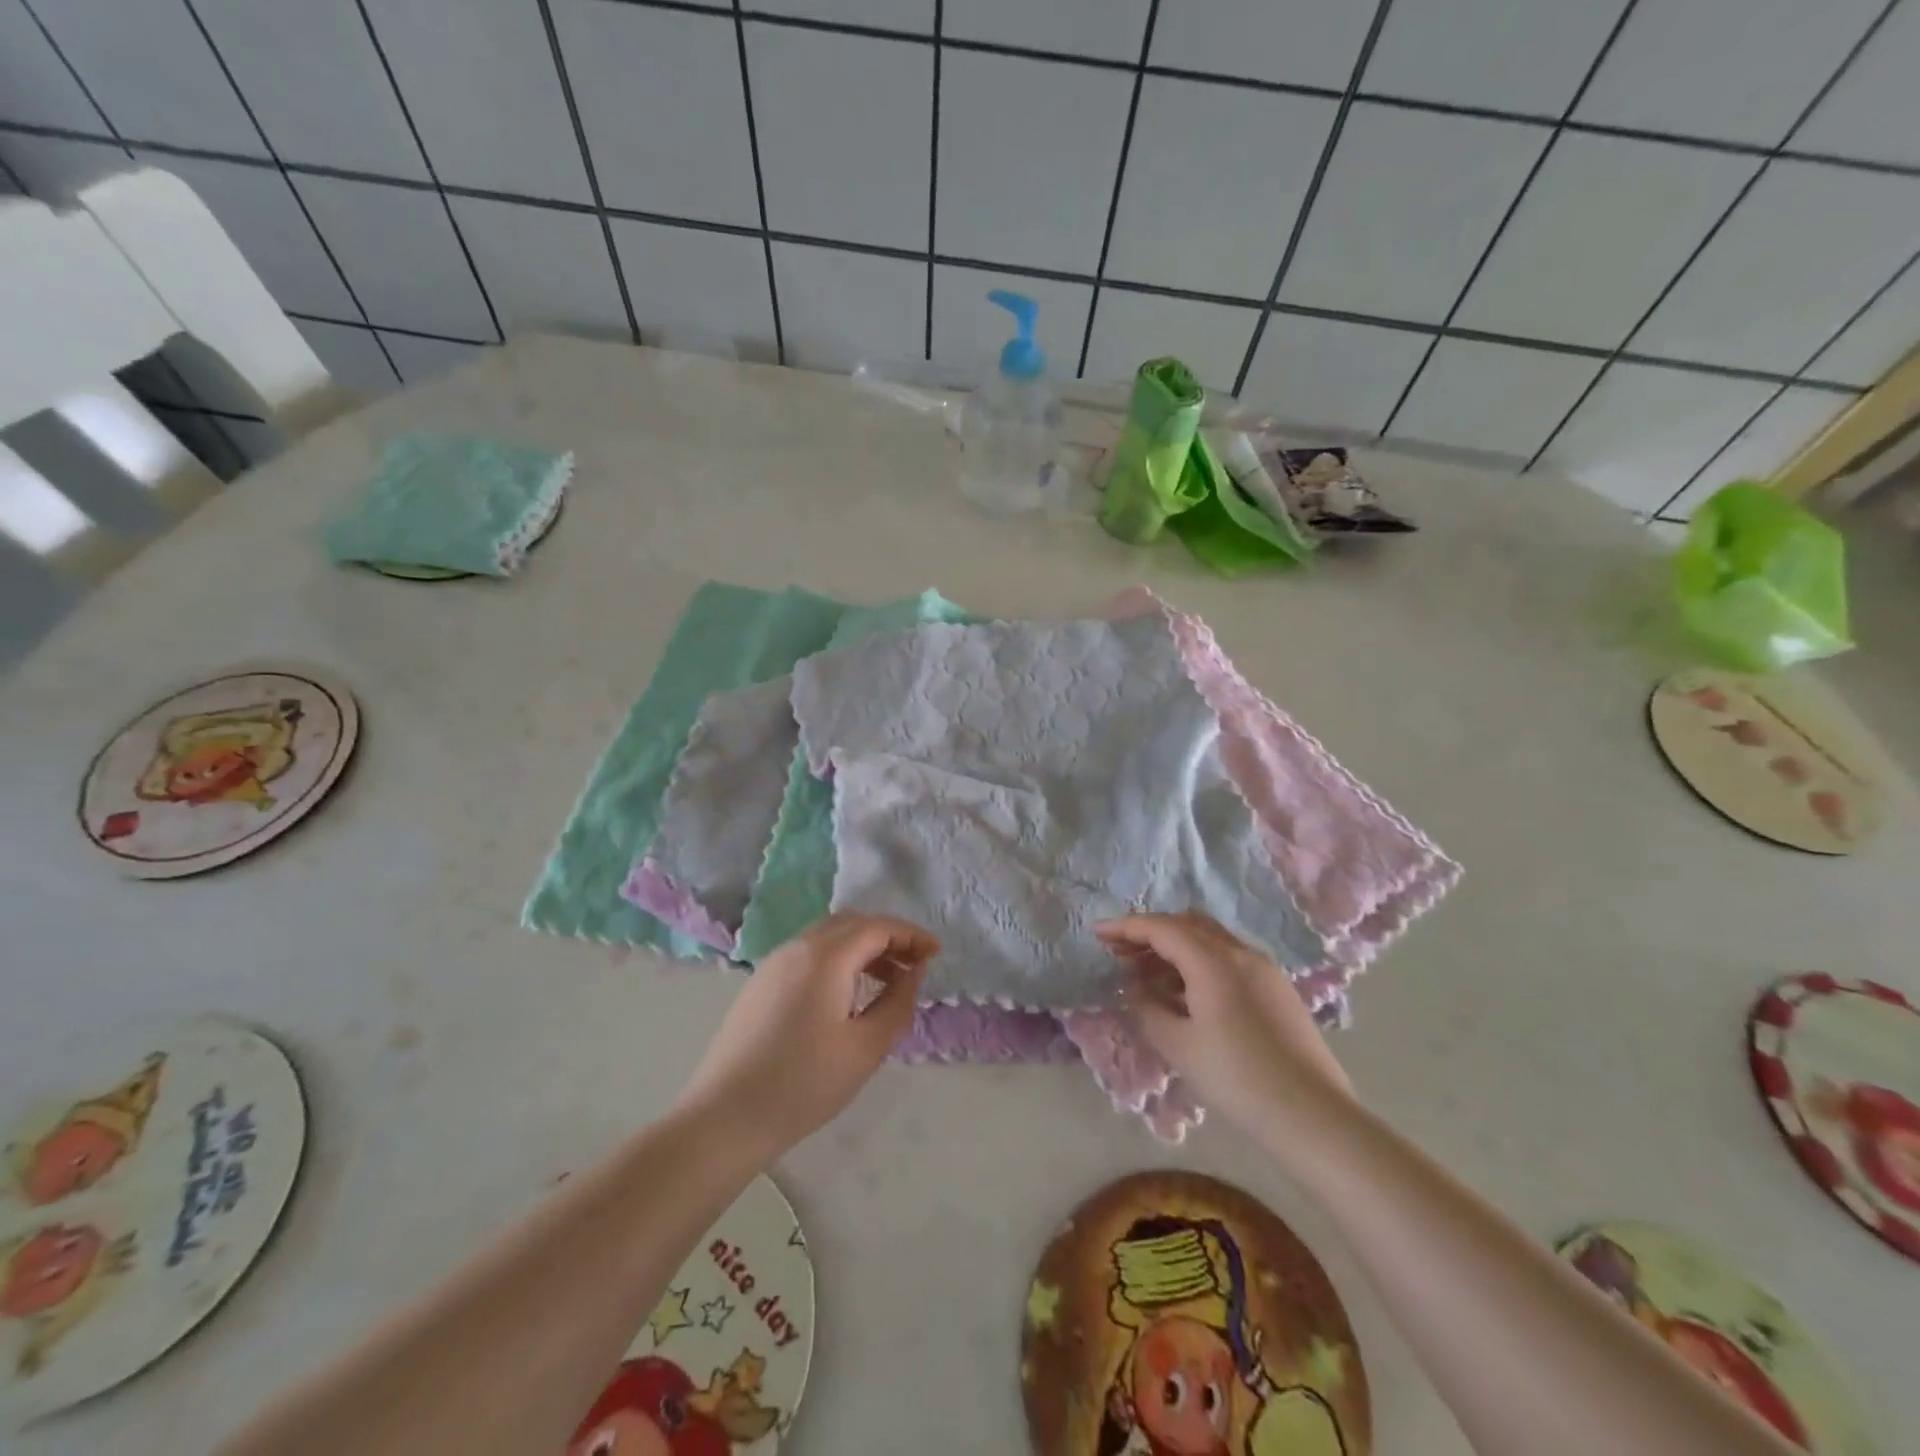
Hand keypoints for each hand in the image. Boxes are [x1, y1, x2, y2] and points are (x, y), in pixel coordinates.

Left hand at [674, 913, 936, 1156]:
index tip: (936, 954)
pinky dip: (837, 960)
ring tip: (886, 982)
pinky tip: (846, 996)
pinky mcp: (760, 983)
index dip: (912, 935)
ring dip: (862, 948)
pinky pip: (808, 954)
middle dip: (888, 937)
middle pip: (852, 923)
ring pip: (828, 936)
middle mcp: (798, 947)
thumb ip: (898, 1002)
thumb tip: (913, 972)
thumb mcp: (866, 1048)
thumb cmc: (803, 1084)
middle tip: (914, 966)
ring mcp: (774, 963)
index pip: (878, 926)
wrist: (725, 1117)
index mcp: (825, 956)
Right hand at [1096, 912, 1352, 1131]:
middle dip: (1150, 933)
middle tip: (1121, 953)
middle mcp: (1240, 953)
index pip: (1161, 927)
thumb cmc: (1237, 1079)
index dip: (1125, 927)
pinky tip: (1186, 993)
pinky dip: (1199, 962)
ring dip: (1175, 948)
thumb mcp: (1178, 1045)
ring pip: (1210, 940)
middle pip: (1187, 924)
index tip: (1097, 934)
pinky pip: (1229, 959)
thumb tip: (1134, 986)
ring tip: (1148, 976)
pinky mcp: (1278, 989)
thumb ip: (1147, 1007)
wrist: (1313, 1116)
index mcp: (1213, 961)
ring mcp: (1264, 969)